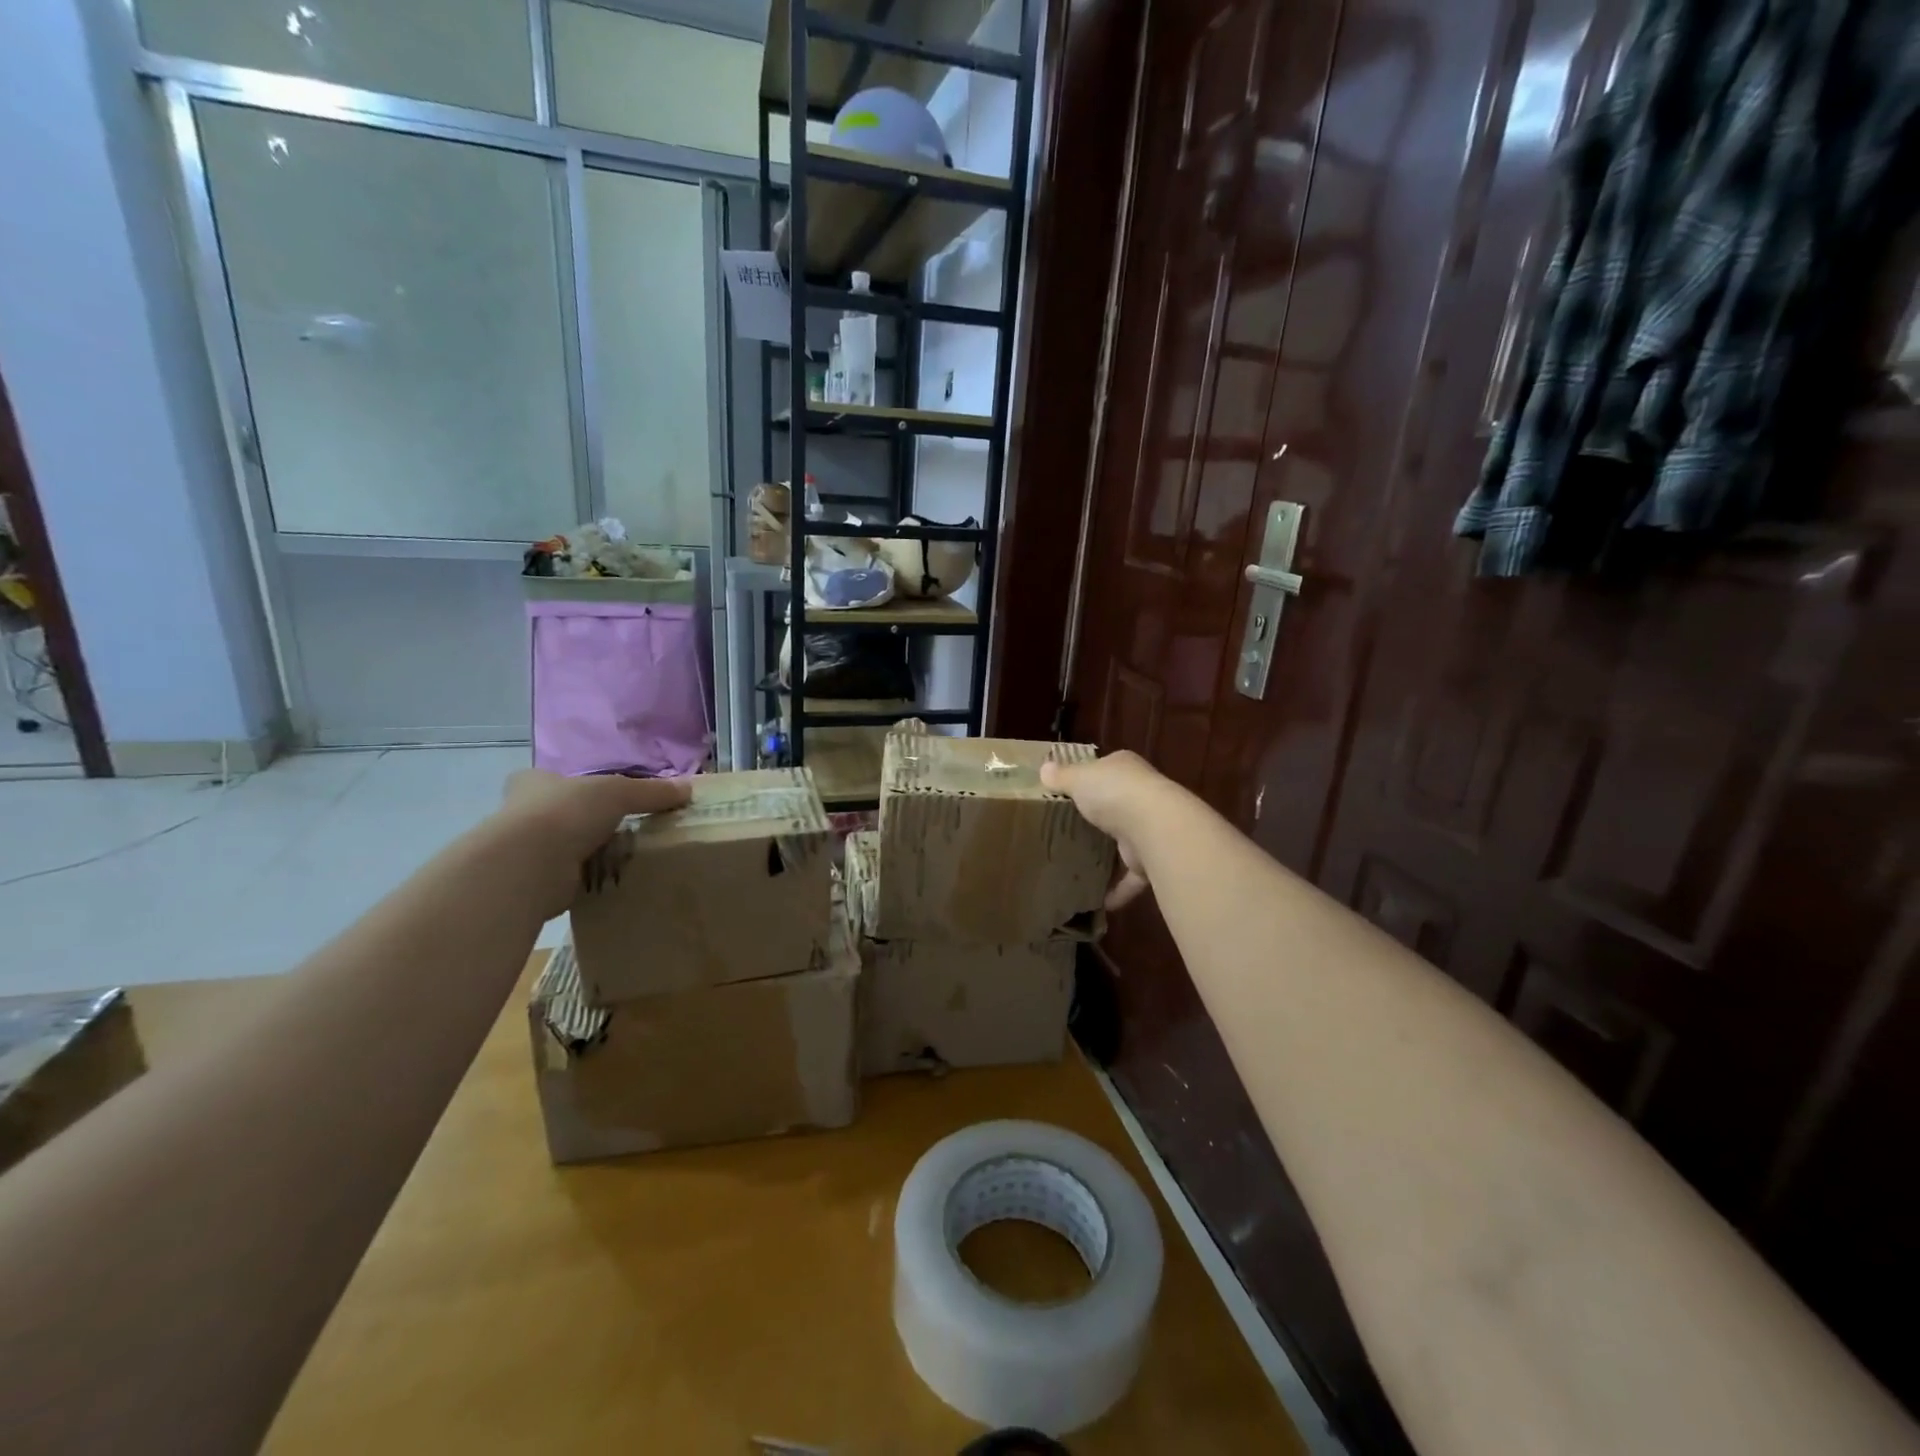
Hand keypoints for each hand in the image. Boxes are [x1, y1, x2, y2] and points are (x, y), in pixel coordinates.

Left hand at [495, 770, 692, 916]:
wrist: (529, 865)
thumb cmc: (567, 813)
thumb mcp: (619, 792)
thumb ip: (651, 791)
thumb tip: (687, 789)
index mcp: (535, 783)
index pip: (552, 779)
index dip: (574, 784)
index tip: (599, 796)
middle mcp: (523, 814)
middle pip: (560, 813)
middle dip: (585, 821)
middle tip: (622, 827)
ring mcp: (526, 851)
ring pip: (564, 847)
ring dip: (588, 852)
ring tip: (626, 855)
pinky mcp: (535, 882)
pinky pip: (570, 877)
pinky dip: (588, 878)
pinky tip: (613, 880)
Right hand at [1040, 750, 1167, 910]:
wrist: (1154, 827)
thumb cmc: (1112, 793)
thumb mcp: (1078, 778)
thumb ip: (1061, 777)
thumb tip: (1044, 769)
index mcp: (1124, 768)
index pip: (1105, 769)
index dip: (1089, 778)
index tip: (1070, 792)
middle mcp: (1142, 794)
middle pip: (1117, 804)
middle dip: (1100, 818)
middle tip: (1071, 830)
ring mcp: (1150, 827)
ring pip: (1126, 840)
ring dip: (1110, 855)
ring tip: (1083, 866)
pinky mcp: (1152, 857)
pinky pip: (1132, 876)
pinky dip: (1119, 889)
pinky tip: (1101, 900)